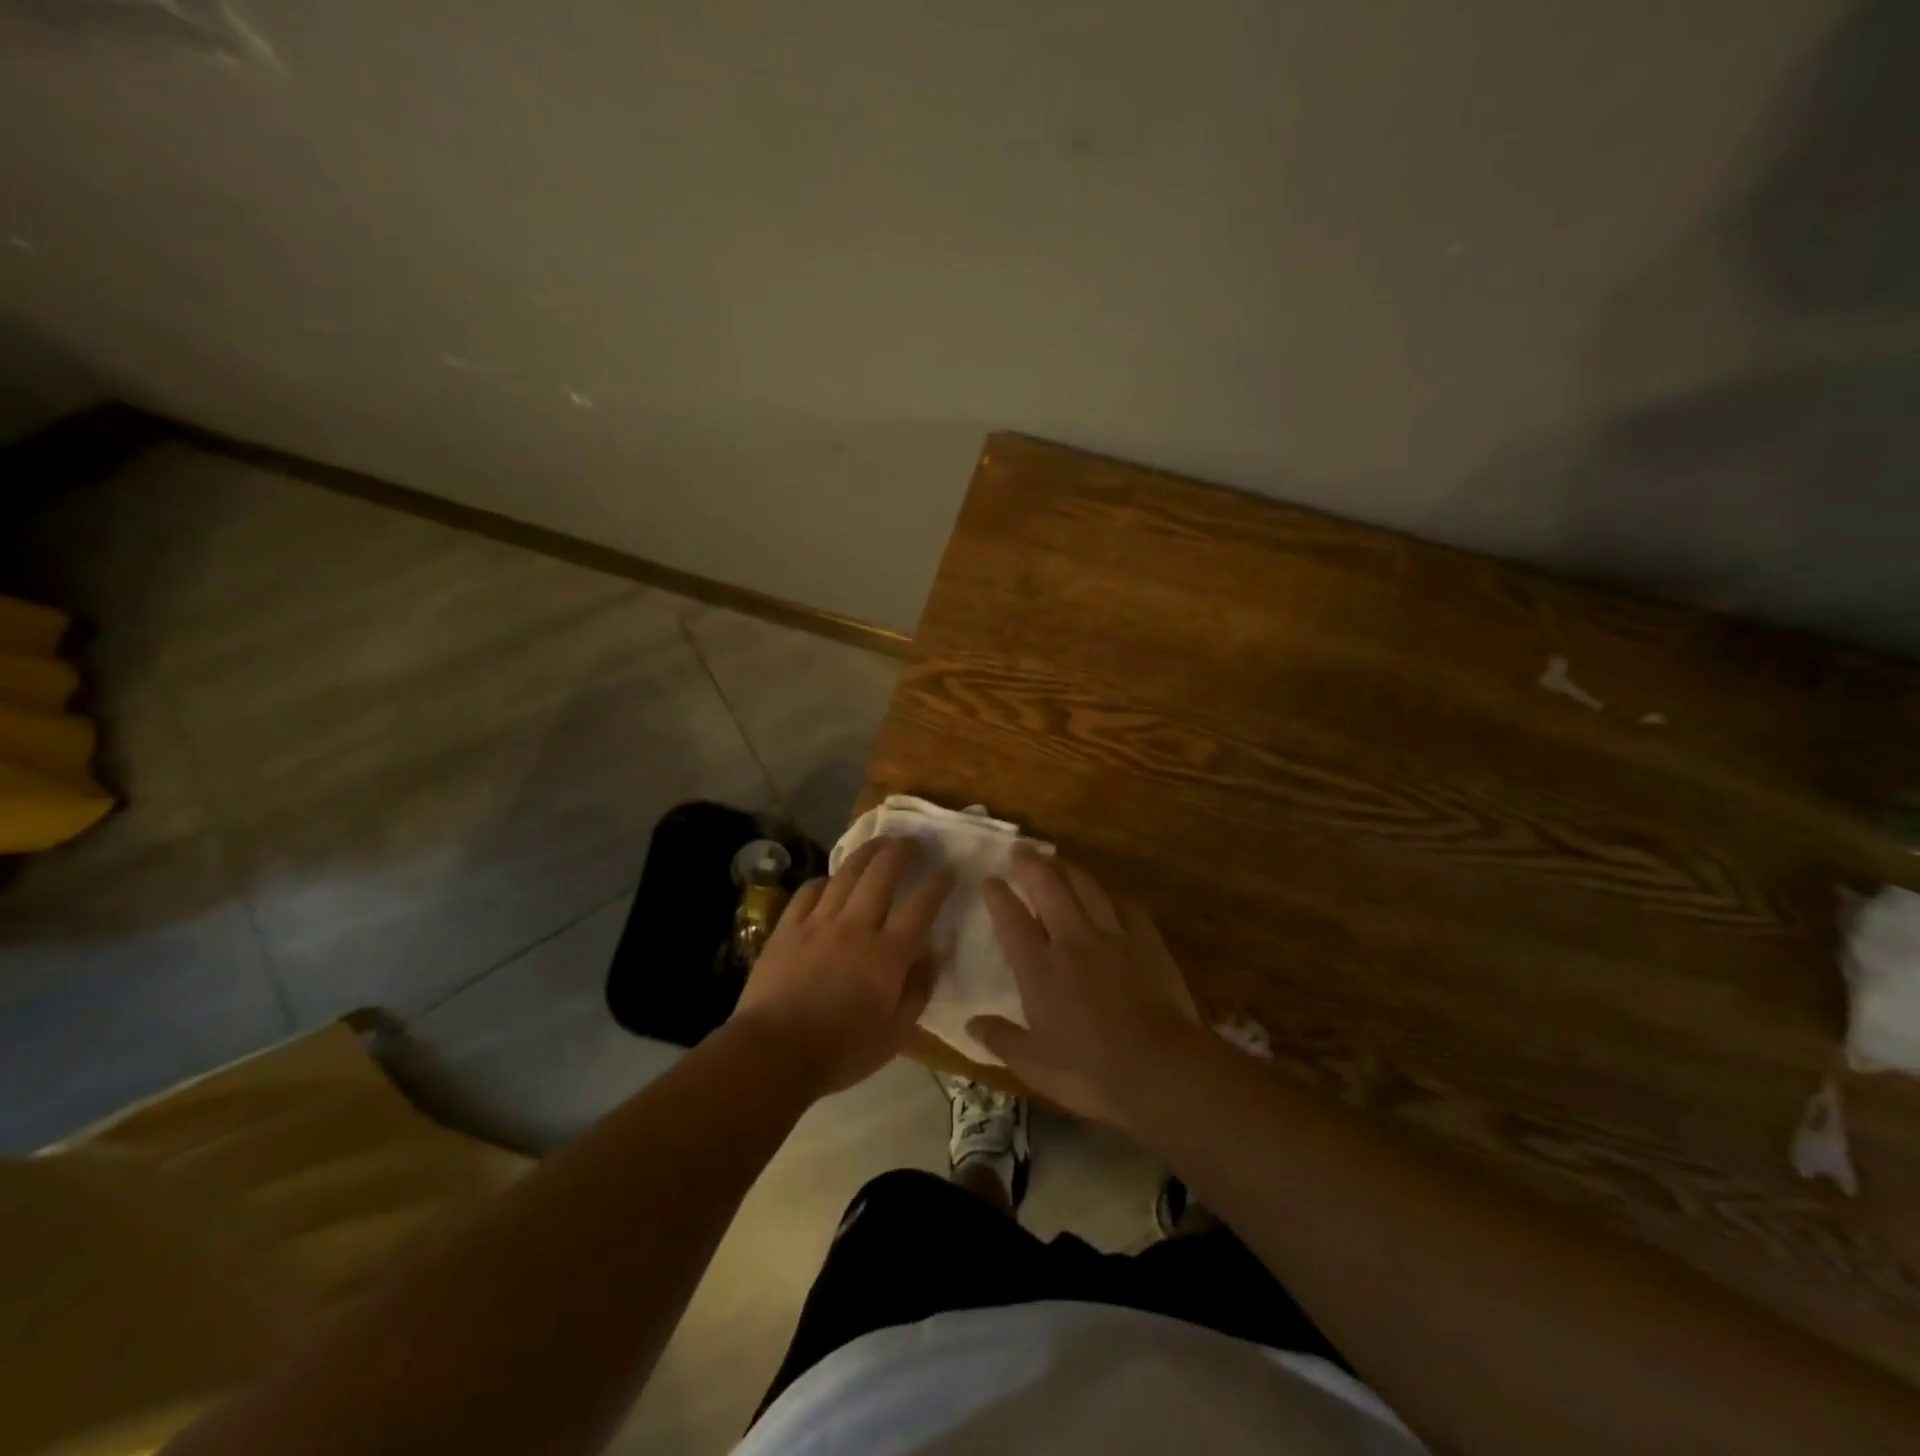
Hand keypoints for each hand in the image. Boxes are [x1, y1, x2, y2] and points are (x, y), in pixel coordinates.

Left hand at [731, 836, 953, 1096]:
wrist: (773, 1053)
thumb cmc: (841, 1051)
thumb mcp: (895, 1034)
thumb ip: (919, 990)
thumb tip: (934, 956)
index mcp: (887, 954)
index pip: (921, 906)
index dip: (938, 883)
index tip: (947, 870)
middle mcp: (856, 927)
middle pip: (883, 873)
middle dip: (903, 851)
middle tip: (914, 842)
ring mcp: (819, 923)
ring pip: (847, 873)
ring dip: (868, 852)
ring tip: (880, 842)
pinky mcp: (788, 927)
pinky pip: (810, 891)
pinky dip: (825, 880)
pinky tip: (831, 881)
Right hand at [971, 847, 1200, 1129]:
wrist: (1159, 1069)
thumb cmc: (1089, 1071)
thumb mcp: (1034, 1065)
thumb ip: (1001, 1039)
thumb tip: (970, 1025)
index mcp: (1039, 968)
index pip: (1011, 918)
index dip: (998, 895)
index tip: (990, 880)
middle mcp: (1071, 940)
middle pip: (1048, 887)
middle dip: (1031, 864)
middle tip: (1021, 849)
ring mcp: (1112, 936)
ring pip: (1087, 887)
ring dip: (1069, 869)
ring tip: (1058, 860)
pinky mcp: (1147, 941)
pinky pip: (1126, 906)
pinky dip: (1112, 896)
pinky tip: (1109, 895)